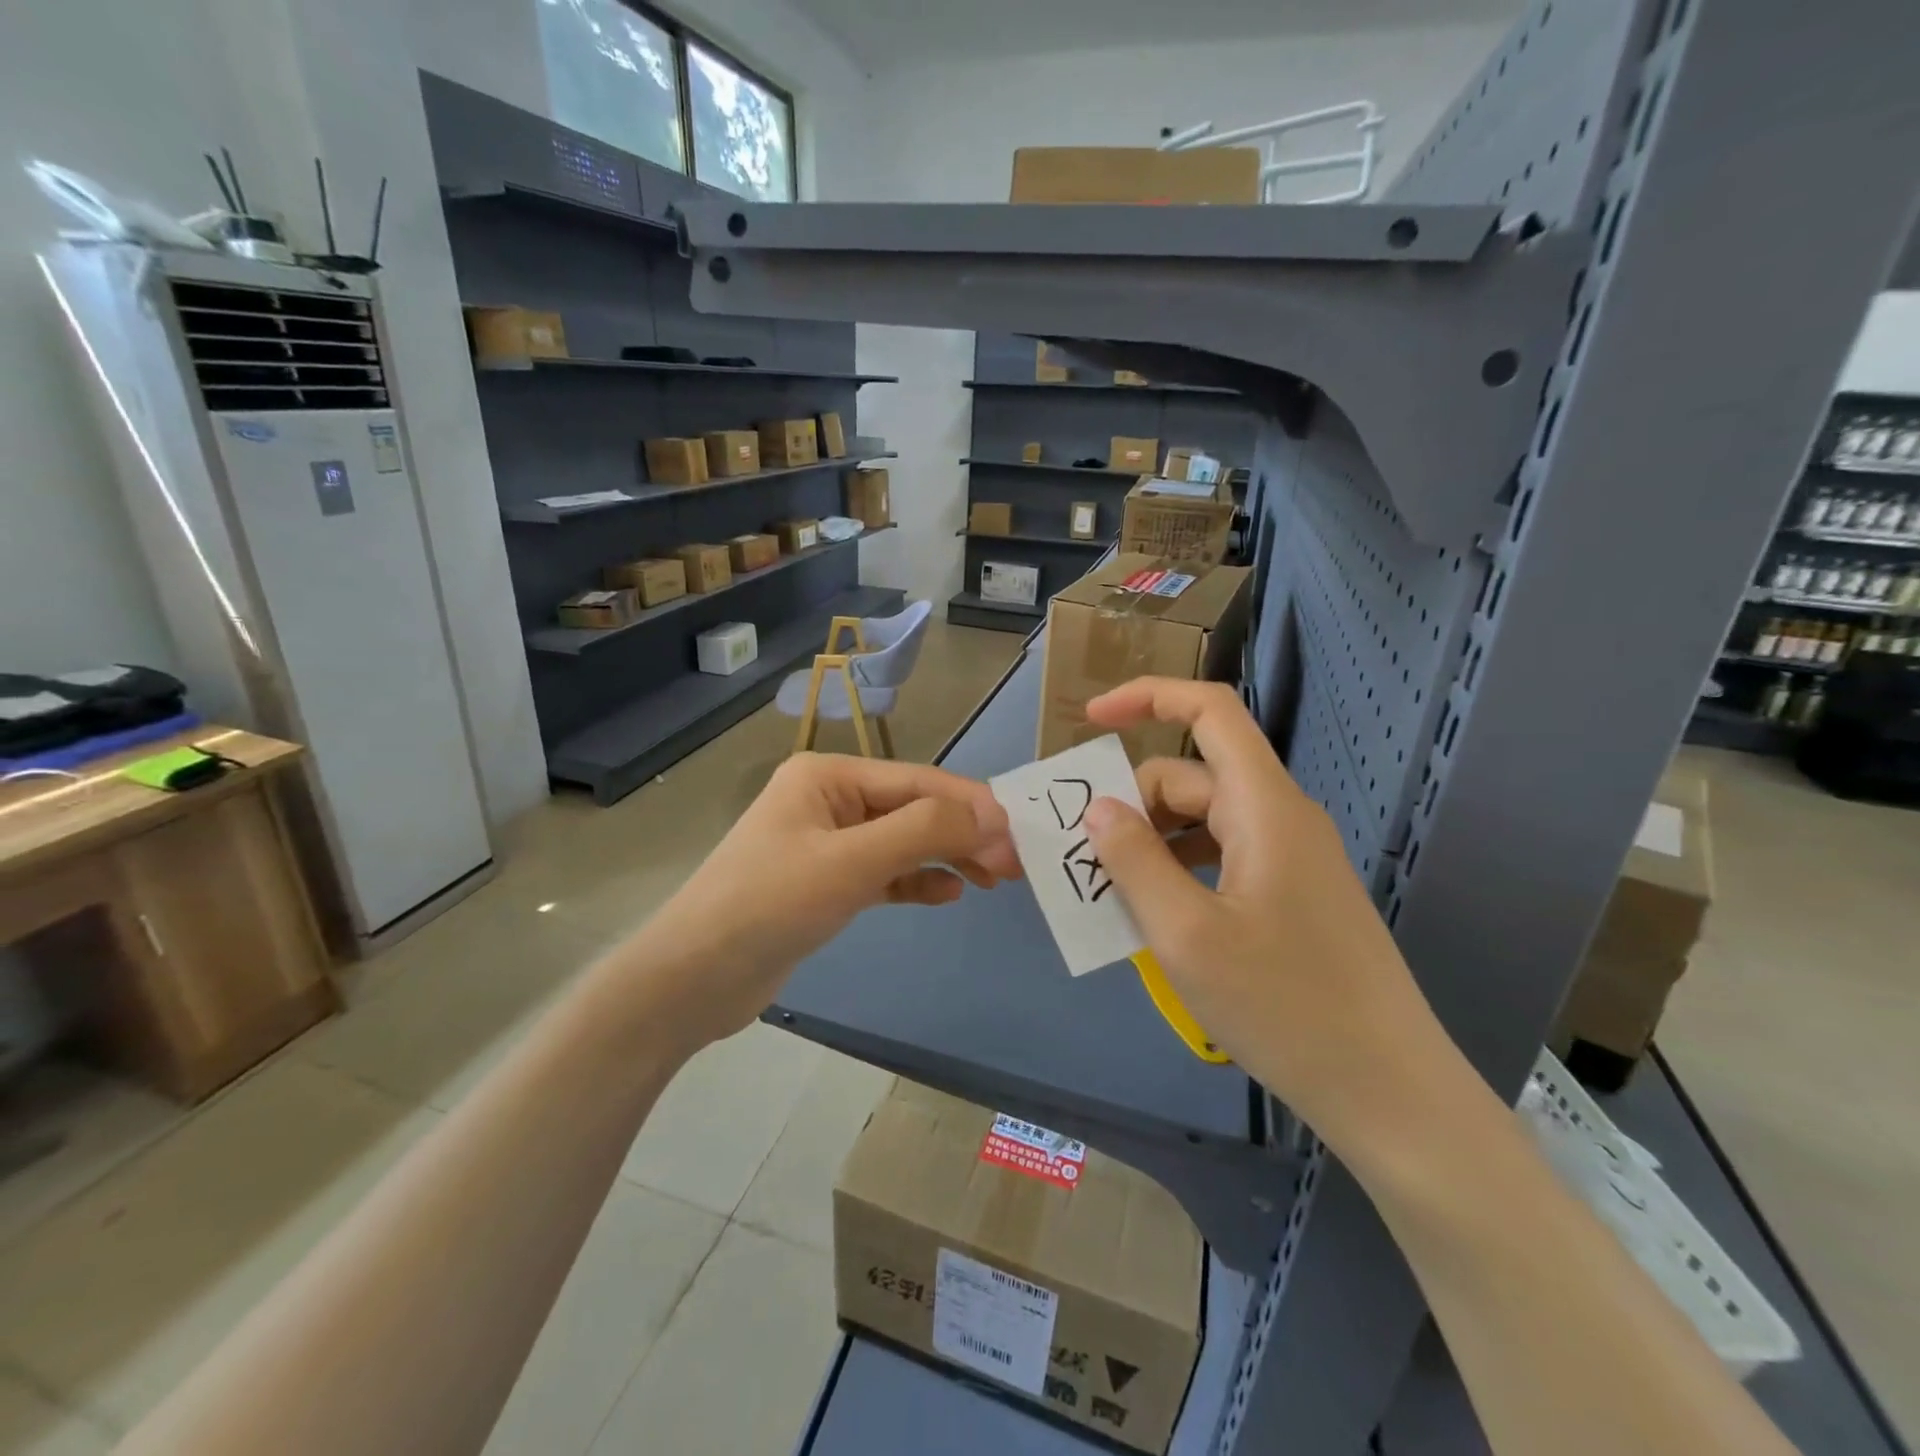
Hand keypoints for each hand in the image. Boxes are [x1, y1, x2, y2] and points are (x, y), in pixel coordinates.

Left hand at [639, 753, 1020, 1047]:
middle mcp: (828, 800)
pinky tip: (947, 893)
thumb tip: (992, 814)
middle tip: (1013, 866)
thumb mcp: (852, 862)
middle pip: (912, 809)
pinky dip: (915, 880)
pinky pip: (883, 873)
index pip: (917, 781)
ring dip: (945, 856)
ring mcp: (825, 843)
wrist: (692, 979)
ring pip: (901, 841)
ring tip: (992, 880)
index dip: (971, 806)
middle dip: (962, 833)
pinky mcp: (824, 884)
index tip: (1019, 835)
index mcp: (828, 776)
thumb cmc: (770, 904)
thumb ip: (923, 831)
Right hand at [1081, 679, 1442, 1141]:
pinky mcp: (1291, 895)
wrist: (1388, 1089)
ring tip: (1110, 894)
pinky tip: (1155, 918)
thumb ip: (1134, 861)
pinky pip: (1220, 858)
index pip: (1209, 712)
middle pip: (1191, 777)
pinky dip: (1178, 872)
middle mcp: (1281, 818)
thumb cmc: (1285, 1006)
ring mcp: (1290, 858)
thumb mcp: (1186, 934)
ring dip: (1151, 844)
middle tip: (1084, 861)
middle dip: (1132, 805)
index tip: (1090, 720)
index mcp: (1264, 807)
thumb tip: (1099, 809)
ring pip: (1202, 822)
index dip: (1148, 697)